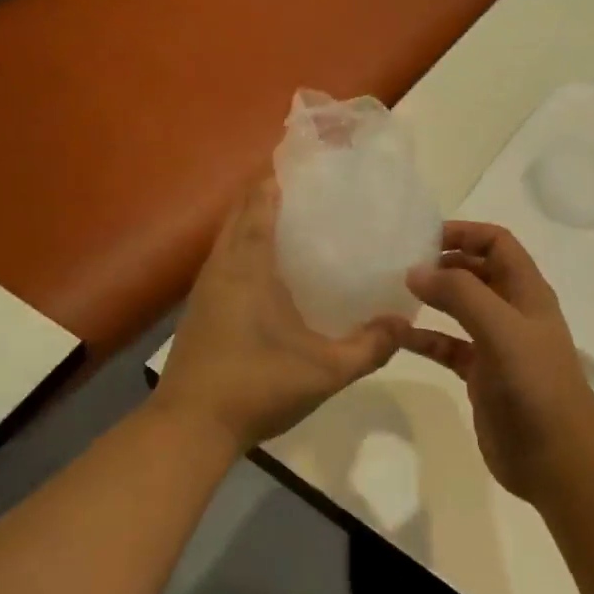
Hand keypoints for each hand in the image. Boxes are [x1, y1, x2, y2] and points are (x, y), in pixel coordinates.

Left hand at [161, 174, 405, 454]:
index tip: (309, 167)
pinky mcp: (200, 308)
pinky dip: (245, 248)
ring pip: (229, 236)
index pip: (259, 202)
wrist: (190, 427)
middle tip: (310, 193)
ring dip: (254, 221)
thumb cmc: (256, 386)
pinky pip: (224, 260)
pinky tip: (270, 271)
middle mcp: (222, 266)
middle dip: (269, 194)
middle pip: (240, 211)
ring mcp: (205, 287)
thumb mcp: (325, 371)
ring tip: (295, 224)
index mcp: (248, 266)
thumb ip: (369, 346)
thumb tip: (404, 322)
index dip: (279, 178)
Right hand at [400, 221, 593, 503]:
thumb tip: (415, 271)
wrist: (559, 461)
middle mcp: (513, 311)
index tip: (422, 238)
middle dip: (443, 262)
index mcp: (526, 292)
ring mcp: (497, 344)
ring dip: (432, 297)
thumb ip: (460, 294)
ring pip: (460, 308)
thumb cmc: (535, 386)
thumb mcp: (501, 329)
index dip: (464, 233)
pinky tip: (398, 337)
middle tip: (400, 264)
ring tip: (394, 293)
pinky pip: (447, 345)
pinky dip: (425, 338)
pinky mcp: (481, 374)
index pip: (497, 243)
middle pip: (476, 271)